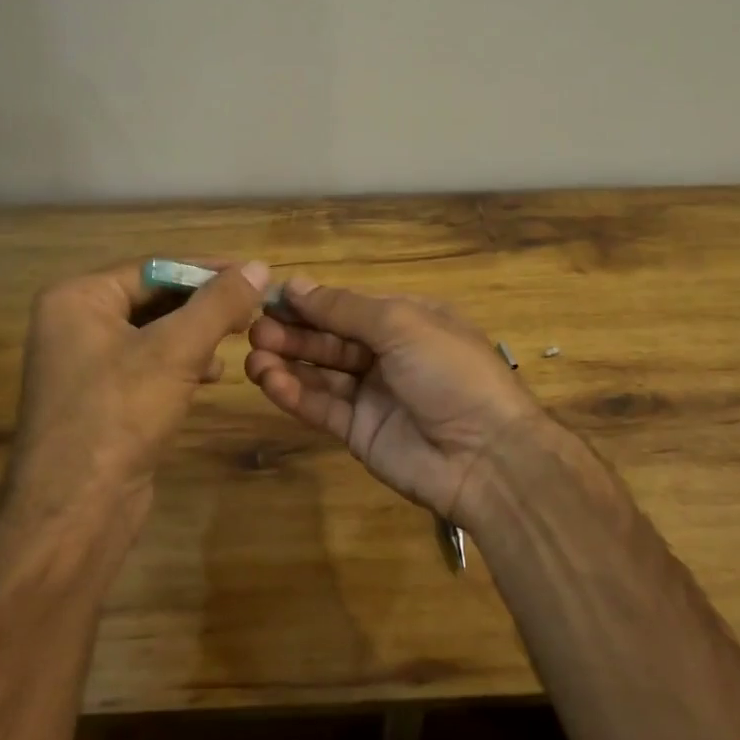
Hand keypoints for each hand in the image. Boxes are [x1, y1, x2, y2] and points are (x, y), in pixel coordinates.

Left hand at [9, 259, 267, 522]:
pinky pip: (148, 363)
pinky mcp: (101, 398)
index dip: (207, 269)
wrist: (75, 513)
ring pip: (155, 332)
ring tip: (237, 339)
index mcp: (77, 299)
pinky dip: (182, 363)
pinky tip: (212, 375)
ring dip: (197, 334)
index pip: (155, 267)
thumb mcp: (176, 351)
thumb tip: (259, 266)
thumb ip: (219, 303)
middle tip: (251, 309)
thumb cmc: (120, 415)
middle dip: (204, 304)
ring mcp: (85, 363)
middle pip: (154, 297)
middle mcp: (75, 323)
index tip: (254, 274)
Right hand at [244, 278, 546, 521]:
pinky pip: (322, 407)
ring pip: (321, 373)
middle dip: (294, 331)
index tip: (270, 297)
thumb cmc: (449, 371)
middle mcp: (388, 354)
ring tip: (253, 355)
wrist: (485, 455)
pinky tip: (269, 381)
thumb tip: (296, 284)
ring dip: (287, 361)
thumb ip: (345, 309)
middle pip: (331, 338)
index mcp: (406, 321)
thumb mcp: (401, 325)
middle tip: (253, 329)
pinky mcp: (359, 432)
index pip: (348, 306)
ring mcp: (373, 395)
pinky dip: (295, 393)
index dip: (311, 302)